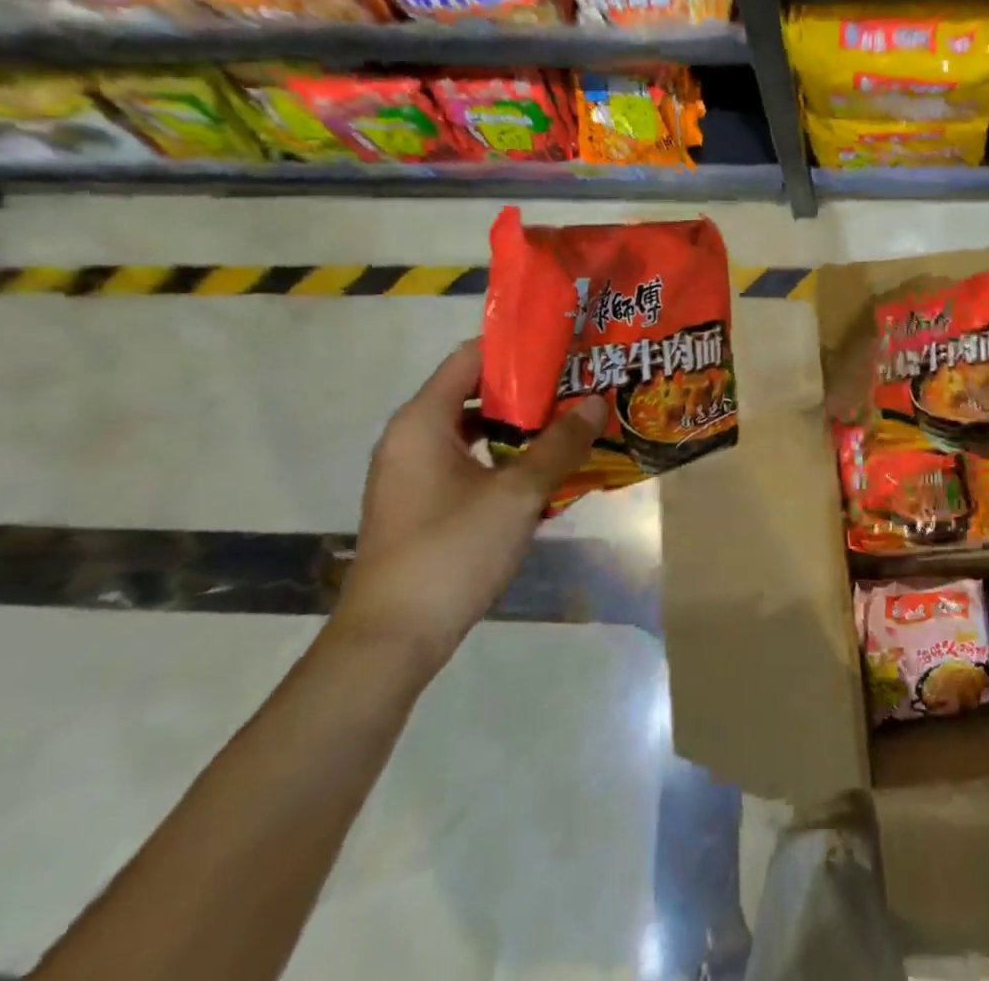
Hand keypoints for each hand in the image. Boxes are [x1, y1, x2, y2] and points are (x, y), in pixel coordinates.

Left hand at [331, 340, 605, 675]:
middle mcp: (411, 437)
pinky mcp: (421, 502)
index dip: (518, 347)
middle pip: (475, 390)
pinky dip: (502, 455)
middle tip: (579, 384)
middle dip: (528, 387)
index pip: (471, 356)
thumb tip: (597, 401)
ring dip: (519, 425)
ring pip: (473, 428)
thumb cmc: (451, 552)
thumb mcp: (517, 494)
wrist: (391, 641)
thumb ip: (559, 444)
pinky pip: (467, 460)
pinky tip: (542, 469)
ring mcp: (413, 472)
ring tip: (570, 422)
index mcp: (423, 420)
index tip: (566, 347)